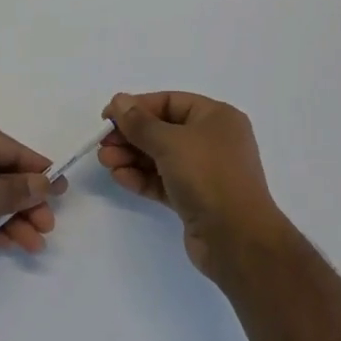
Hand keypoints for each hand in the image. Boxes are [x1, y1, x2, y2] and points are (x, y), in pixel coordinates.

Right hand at [100, 92, 283, 275]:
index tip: (107, 117)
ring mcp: (205, 171)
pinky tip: (119, 177)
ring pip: (161, 157)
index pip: (170, 102)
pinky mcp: (196, 199)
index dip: (137, 107)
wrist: (237, 239)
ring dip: (132, 157)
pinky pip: (164, 181)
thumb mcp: (170, 142)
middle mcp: (213, 140)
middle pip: (163, 130)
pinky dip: (142, 178)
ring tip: (105, 162)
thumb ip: (140, 122)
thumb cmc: (208, 176)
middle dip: (131, 136)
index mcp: (216, 117)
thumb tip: (119, 100)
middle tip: (103, 144)